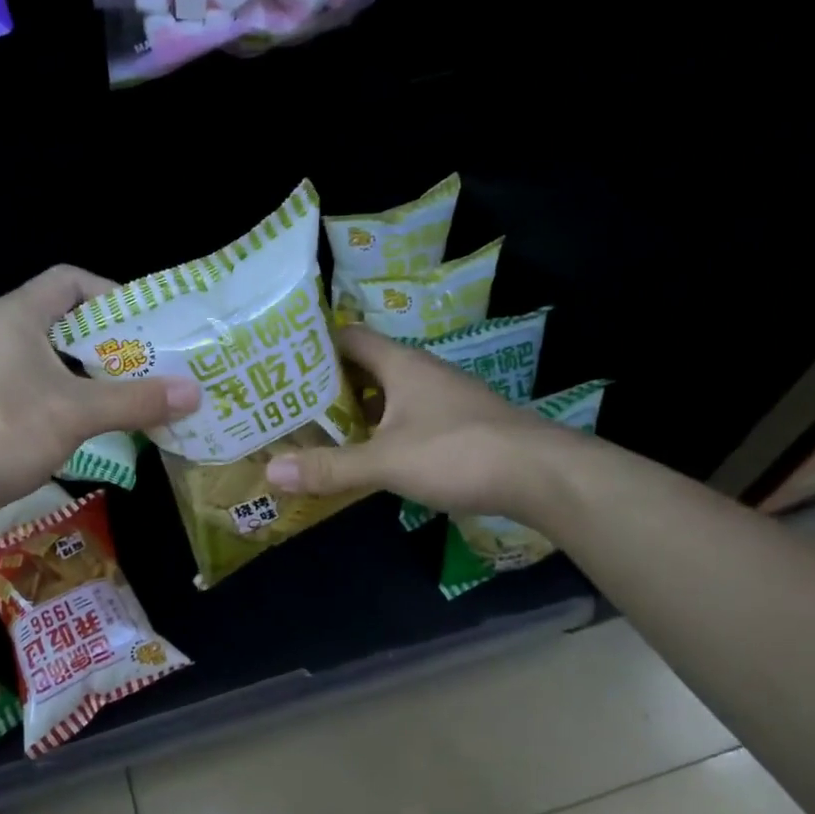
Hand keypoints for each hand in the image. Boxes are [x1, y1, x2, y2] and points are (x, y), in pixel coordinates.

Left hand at [0, 265, 201, 524]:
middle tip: (148, 363)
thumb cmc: (5, 430)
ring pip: (50, 358)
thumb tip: (194, 392)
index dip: (110, 294)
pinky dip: (66, 396)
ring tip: (129, 393)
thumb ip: (136, 400)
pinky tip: (91, 423)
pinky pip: (35, 386)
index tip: (143, 325)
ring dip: (89, 373)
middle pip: (64, 321)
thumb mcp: (78, 412)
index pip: (70, 280)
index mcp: (17, 315)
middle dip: (108, 341)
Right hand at [264, 323, 571, 518]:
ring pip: (387, 396)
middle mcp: (421, 372)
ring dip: (355, 411)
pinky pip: (407, 419)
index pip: (348, 337)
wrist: (543, 476)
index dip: (313, 345)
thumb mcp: (387, 462)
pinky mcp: (458, 425)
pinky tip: (367, 456)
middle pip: (364, 368)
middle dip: (327, 385)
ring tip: (316, 431)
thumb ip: (330, 467)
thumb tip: (271, 472)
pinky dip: (382, 431)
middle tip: (287, 404)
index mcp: (401, 364)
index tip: (279, 363)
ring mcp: (443, 398)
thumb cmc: (459, 453)